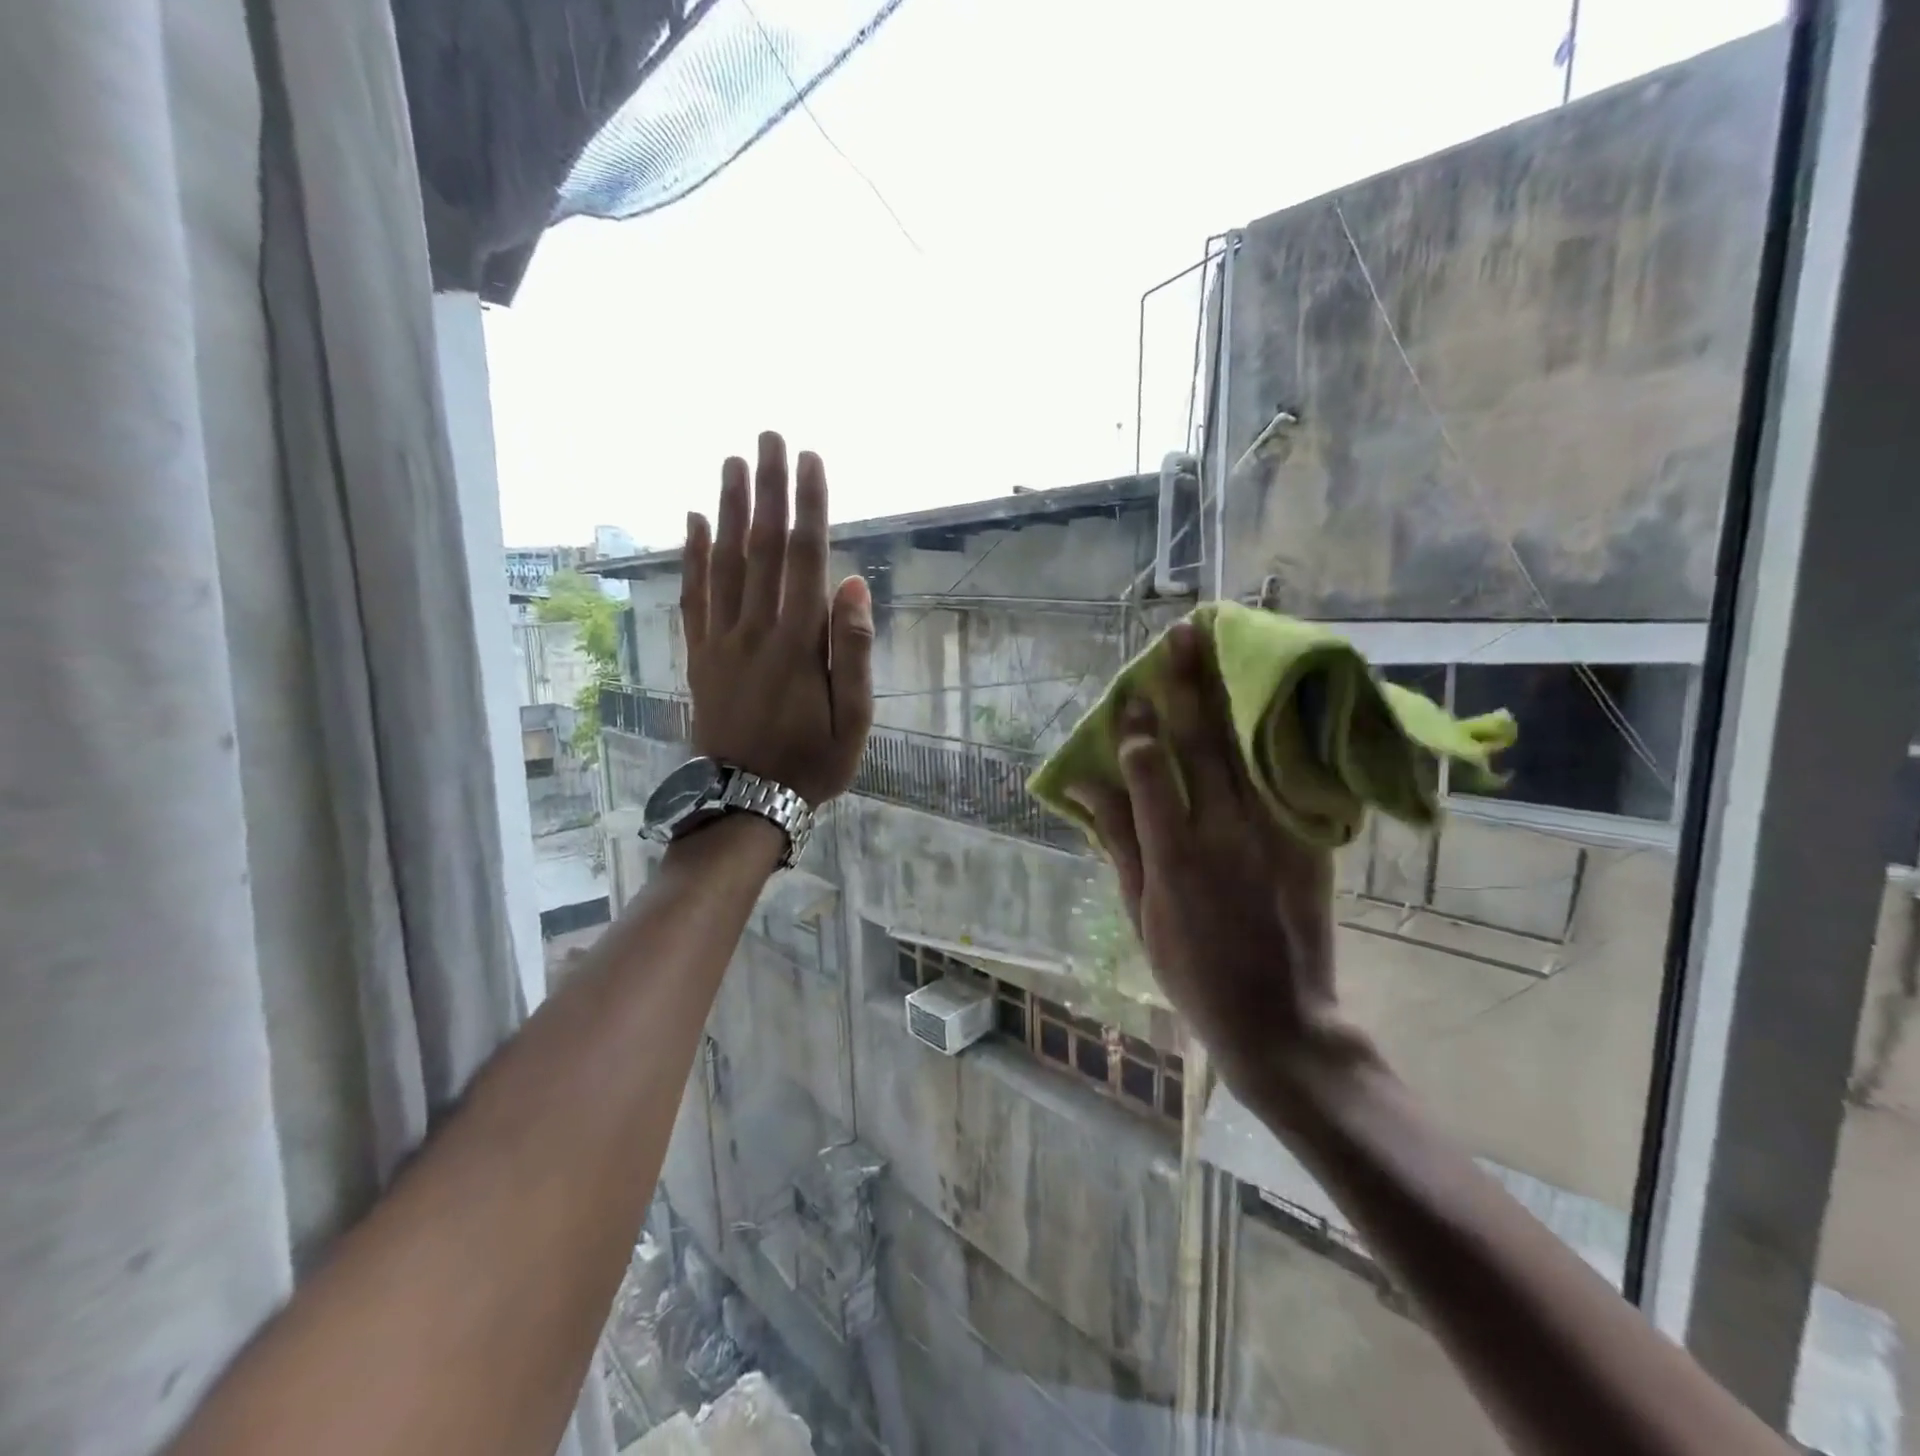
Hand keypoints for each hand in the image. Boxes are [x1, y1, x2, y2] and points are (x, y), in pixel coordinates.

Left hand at [681, 432, 874, 805]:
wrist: (745, 801)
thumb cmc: (811, 763)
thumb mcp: (853, 720)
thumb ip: (852, 652)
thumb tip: (854, 585)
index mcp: (798, 643)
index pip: (805, 559)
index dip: (809, 506)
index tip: (811, 460)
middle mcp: (755, 629)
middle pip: (761, 547)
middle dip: (768, 488)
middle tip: (769, 437)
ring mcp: (721, 641)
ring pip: (723, 562)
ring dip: (728, 508)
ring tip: (732, 461)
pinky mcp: (699, 655)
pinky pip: (693, 597)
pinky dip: (692, 556)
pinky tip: (691, 521)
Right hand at [1072, 623, 1363, 1097]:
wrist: (1279, 1018)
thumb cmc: (1191, 972)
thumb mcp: (1138, 914)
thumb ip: (1117, 843)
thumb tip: (1084, 787)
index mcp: (1173, 855)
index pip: (1149, 770)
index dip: (1136, 728)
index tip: (1131, 694)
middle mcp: (1224, 833)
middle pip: (1203, 743)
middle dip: (1190, 684)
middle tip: (1182, 636)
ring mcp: (1273, 834)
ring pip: (1249, 747)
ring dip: (1233, 693)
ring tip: (1223, 647)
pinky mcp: (1308, 842)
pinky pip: (1291, 776)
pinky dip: (1278, 733)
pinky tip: (1271, 697)